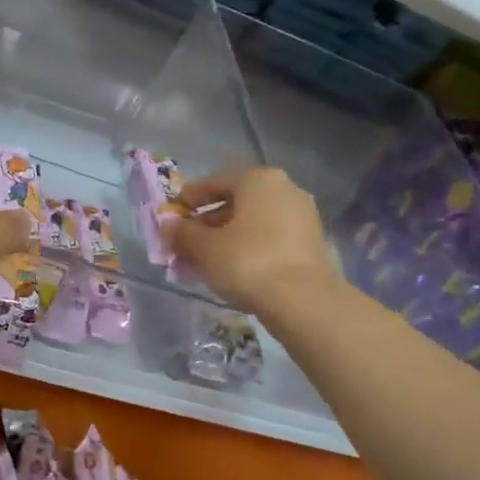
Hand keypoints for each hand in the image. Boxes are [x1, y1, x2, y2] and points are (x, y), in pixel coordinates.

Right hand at [163, 166, 339, 319]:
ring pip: (253, 221)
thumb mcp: (205, 248)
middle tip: (186, 243)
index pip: (214, 182)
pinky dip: (249, 246)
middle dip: (208, 222)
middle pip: (235, 202)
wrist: (302, 300)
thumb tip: (168, 225)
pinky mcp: (311, 241)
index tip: (172, 216)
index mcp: (258, 179)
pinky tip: (234, 267)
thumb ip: (183, 233)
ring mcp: (302, 215)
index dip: (188, 199)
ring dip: (228, 236)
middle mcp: (284, 188)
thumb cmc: (247, 262)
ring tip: (207, 259)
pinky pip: (270, 237)